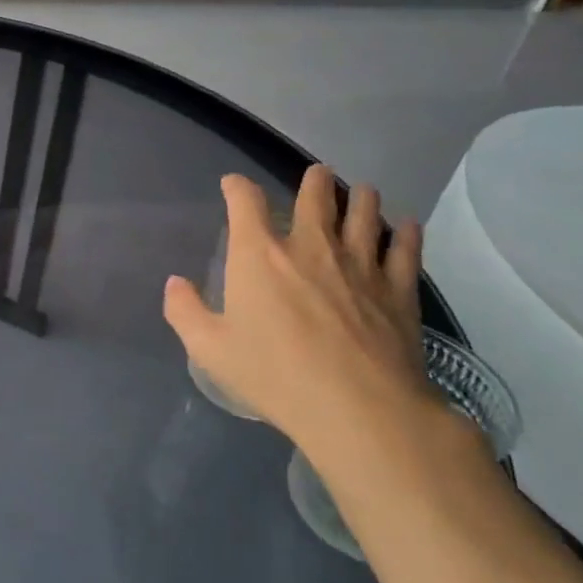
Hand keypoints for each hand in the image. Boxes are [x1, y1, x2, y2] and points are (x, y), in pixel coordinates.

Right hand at [163, 167, 451, 477]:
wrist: (358, 408)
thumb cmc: (275, 375)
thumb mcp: (210, 349)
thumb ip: (185, 311)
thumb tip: (174, 283)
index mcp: (259, 254)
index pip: (245, 201)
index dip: (237, 187)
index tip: (233, 185)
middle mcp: (310, 245)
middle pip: (316, 195)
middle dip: (314, 180)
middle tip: (317, 174)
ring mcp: (360, 263)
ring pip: (365, 213)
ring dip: (361, 198)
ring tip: (362, 191)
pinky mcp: (398, 289)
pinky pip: (405, 248)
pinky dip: (406, 233)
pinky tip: (407, 227)